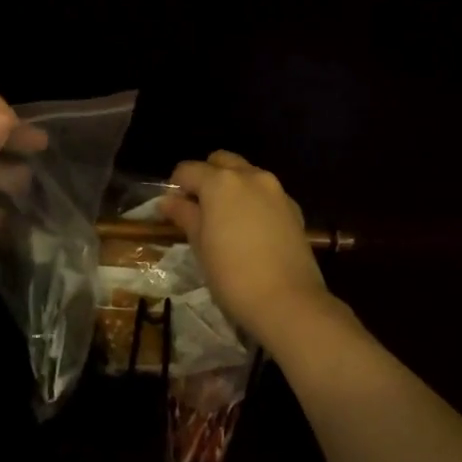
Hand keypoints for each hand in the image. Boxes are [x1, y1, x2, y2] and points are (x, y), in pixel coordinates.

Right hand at [160, 152, 330, 342]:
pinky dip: (253, 199)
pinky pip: (266, 192)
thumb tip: (168, 201)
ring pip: (247, 174)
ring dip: (232, 186)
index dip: (177, 185)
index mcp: (221, 182)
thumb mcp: (200, 246)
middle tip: (199, 208)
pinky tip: (250, 229)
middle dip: (207, 176)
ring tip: (225, 219)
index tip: (173, 207)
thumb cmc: (232, 275)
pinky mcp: (293, 207)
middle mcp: (250, 176)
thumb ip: (185, 215)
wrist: (288, 300)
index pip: (188, 169)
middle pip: (221, 161)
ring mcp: (276, 189)